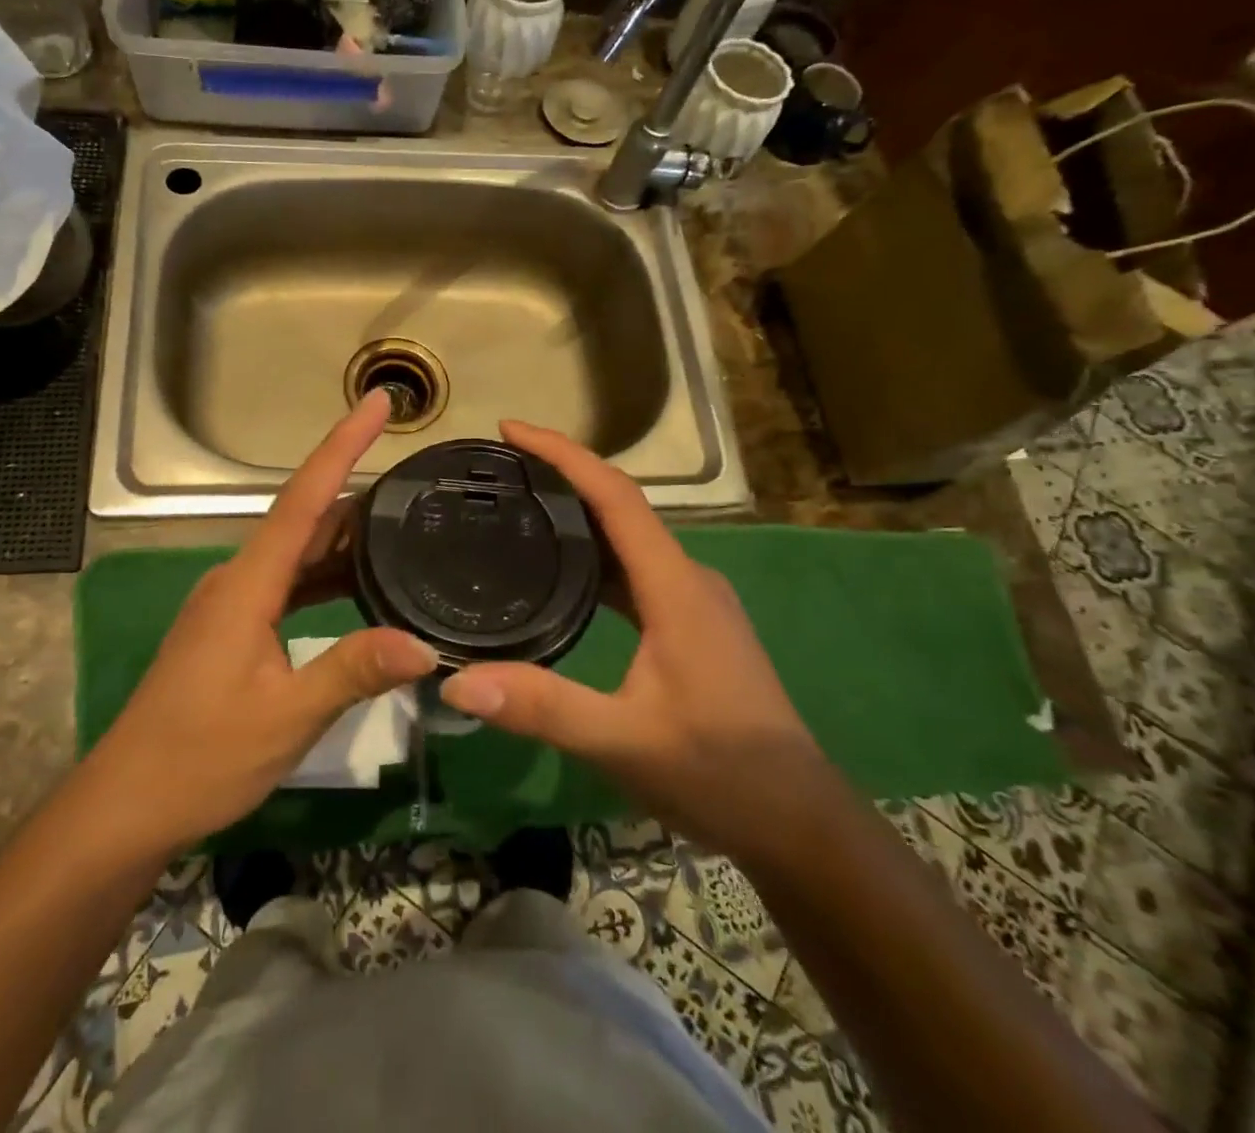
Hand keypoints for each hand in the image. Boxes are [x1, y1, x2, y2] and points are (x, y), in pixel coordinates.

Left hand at [83, 390, 437, 853]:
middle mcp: (238, 579)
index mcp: (247, 584)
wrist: (128, 804)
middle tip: (413, 472)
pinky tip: (358, 584)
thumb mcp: (287, 717)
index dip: (342, 446)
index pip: (303, 499)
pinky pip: (288, 582)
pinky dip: (326, 573)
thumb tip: (426, 645)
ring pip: (297, 552)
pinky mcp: (232, 628)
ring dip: (343, 534)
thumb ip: (353, 671)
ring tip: (400, 521)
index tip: (378, 403)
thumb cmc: (201, 757)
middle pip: (303, 517)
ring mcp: (232, 603)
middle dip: (354, 486)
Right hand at [438, 421, 831, 859]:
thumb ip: (542, 707)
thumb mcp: (622, 742)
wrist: (798, 823)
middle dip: (562, 475)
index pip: (616, 496)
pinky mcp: (693, 623)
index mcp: (675, 586)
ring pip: (629, 538)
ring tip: (519, 508)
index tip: (510, 430)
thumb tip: (456, 682)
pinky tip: (563, 573)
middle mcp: (688, 578)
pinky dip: (595, 555)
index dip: (563, 454)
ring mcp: (695, 601)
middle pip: (621, 506)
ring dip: (578, 514)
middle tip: (499, 469)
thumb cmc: (718, 774)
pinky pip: (636, 569)